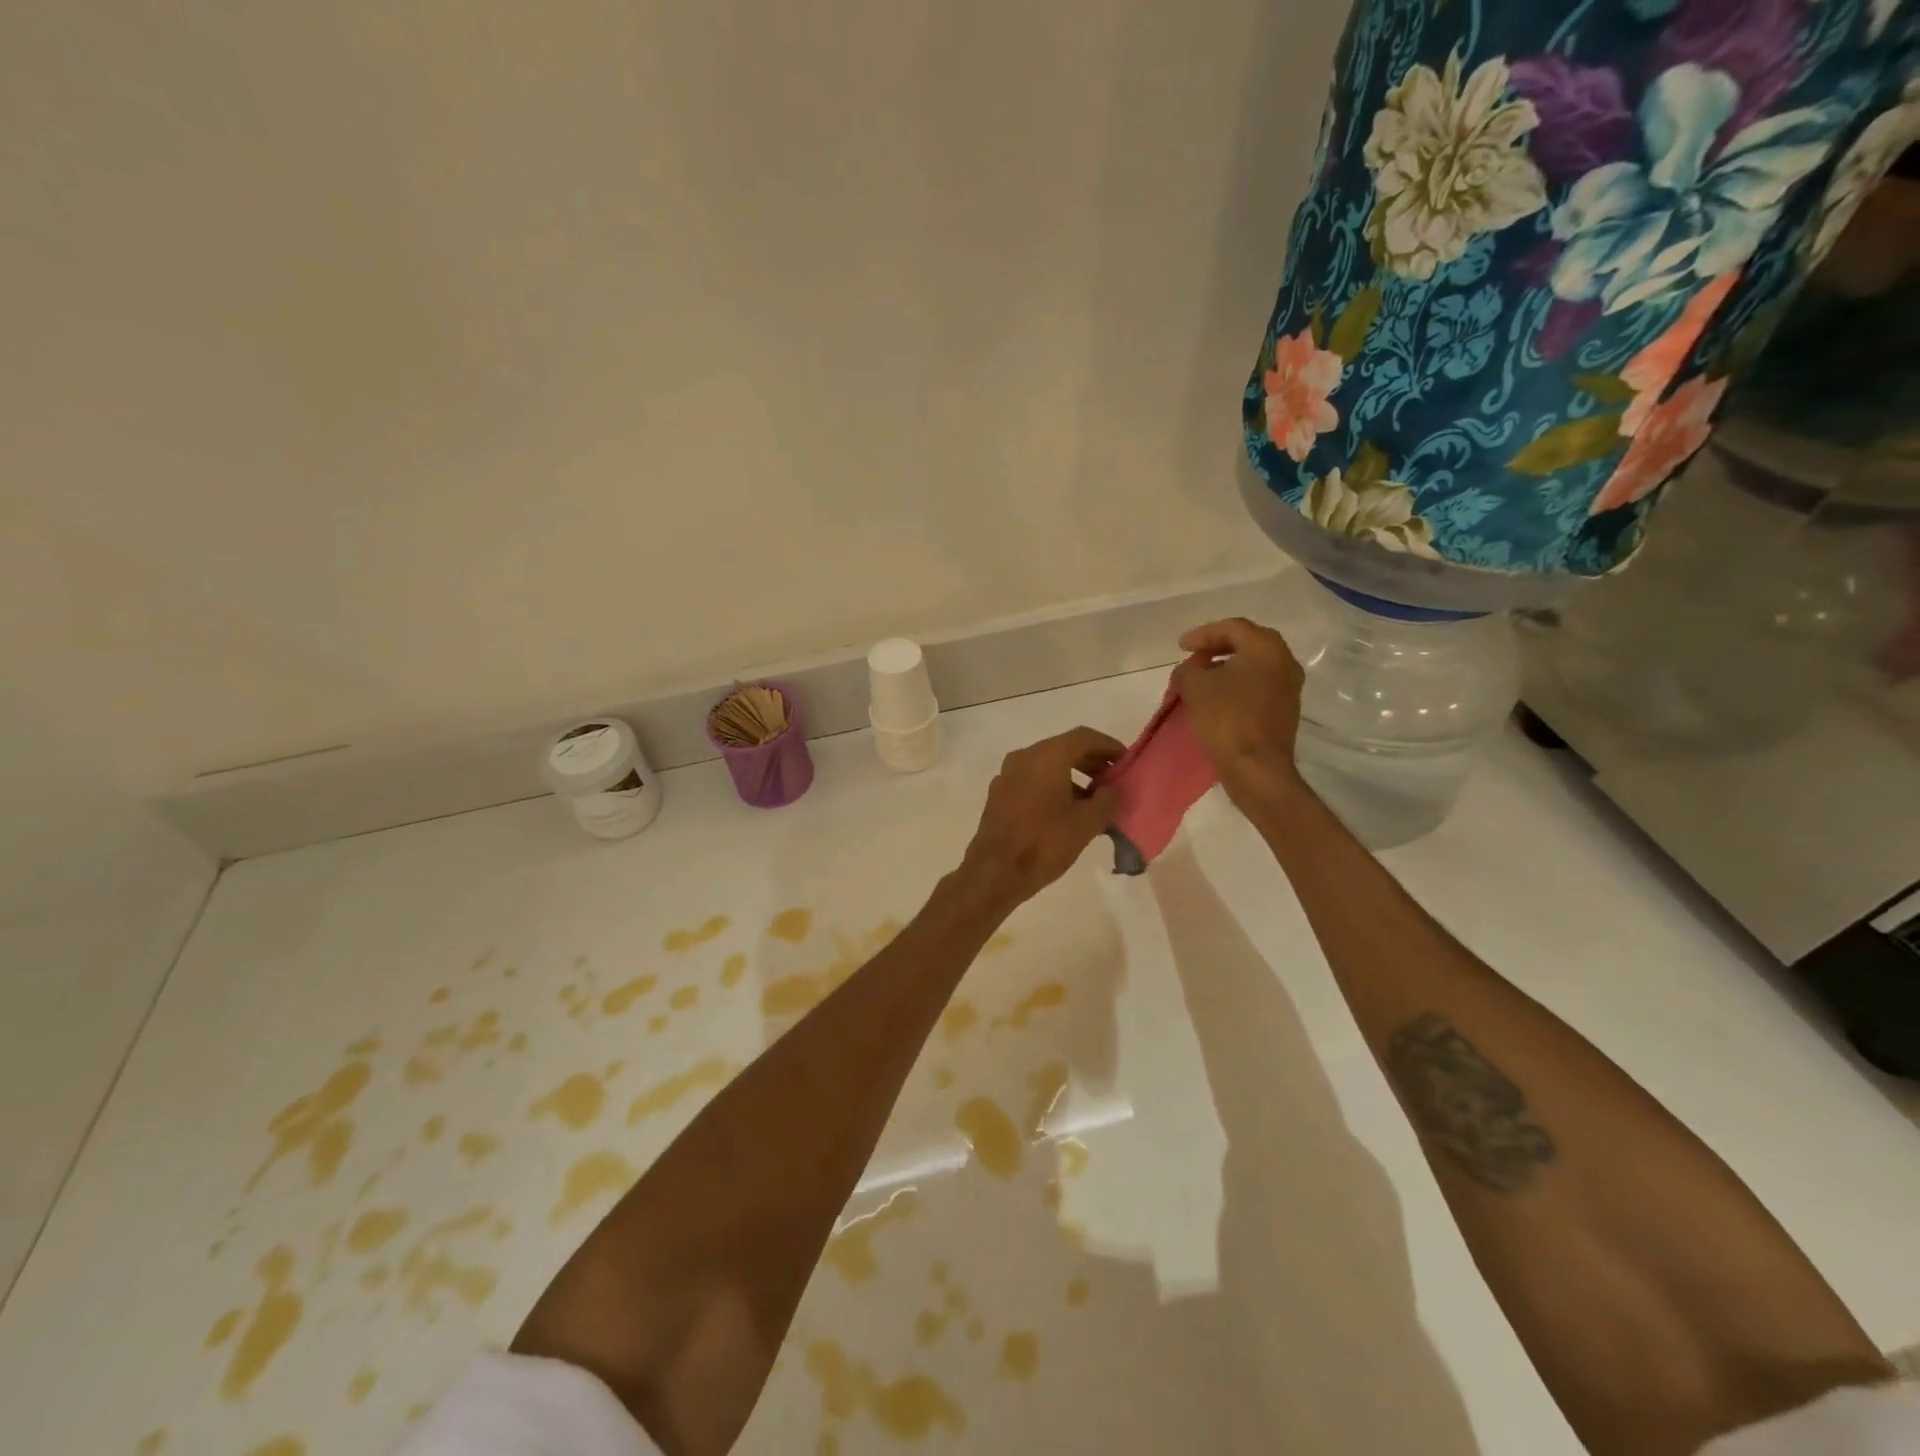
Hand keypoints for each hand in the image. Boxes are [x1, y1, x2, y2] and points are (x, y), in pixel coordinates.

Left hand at [959, 727, 1121, 909]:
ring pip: (1047, 765)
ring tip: (1095, 800)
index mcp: (1046, 756)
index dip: (1109, 746)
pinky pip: (1033, 780)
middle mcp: (1024, 757)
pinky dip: (1054, 786)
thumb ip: (1107, 799)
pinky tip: (1068, 811)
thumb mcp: (1087, 823)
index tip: (1127, 761)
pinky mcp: (999, 794)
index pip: (1084, 737)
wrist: (995, 872)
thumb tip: (1111, 789)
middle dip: (1092, 761)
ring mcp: (1007, 775)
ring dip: (1073, 776)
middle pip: (1064, 748)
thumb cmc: (1044, 843)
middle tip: (1114, 780)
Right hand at [1170, 617, 1305, 798]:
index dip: (1202, 634)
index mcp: (1266, 648)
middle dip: (1217, 647)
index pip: (1232, 627)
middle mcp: (1284, 661)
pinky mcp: (1286, 710)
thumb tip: (1190, 672)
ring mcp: (1289, 687)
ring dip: (1227, 667)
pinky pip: (1259, 685)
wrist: (1256, 767)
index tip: (1180, 647)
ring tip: (1202, 679)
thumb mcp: (1194, 687)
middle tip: (1194, 657)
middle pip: (1247, 643)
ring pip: (1255, 665)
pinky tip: (1218, 698)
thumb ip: (1187, 670)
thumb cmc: (1226, 719)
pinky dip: (1237, 684)